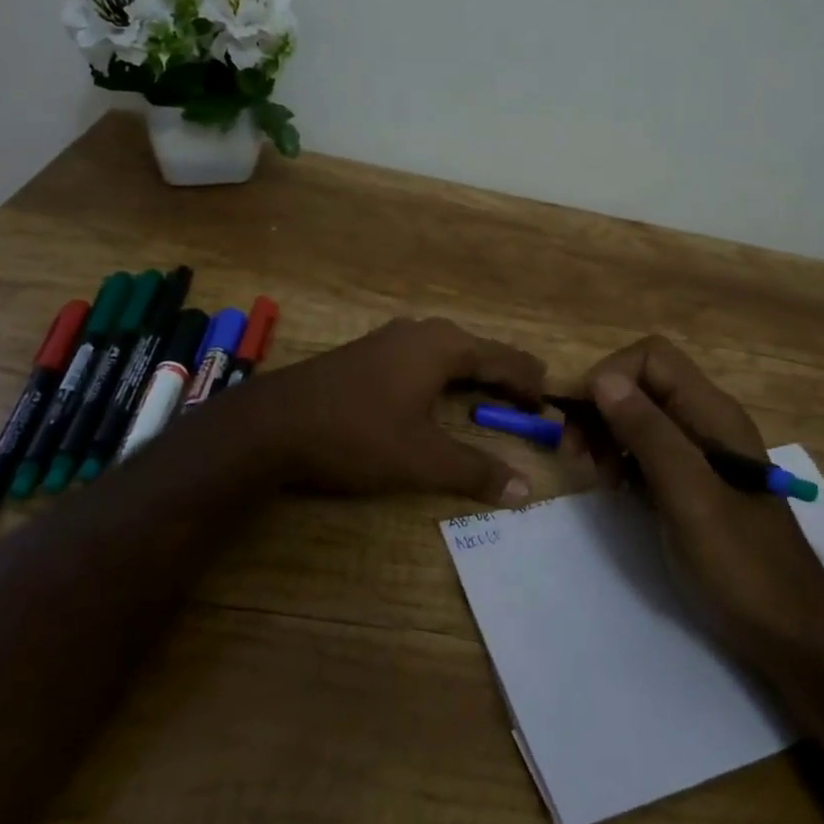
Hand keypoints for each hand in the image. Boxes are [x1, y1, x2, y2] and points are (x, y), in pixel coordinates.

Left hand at [247, 317, 545, 505]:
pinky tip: (439, 391)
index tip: (551, 401)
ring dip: (474, 372)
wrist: (273, 423)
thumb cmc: (356, 434)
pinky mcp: (367, 352)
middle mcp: (421, 332)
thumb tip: (525, 490)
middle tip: (530, 397)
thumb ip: (474, 471)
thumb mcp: (421, 458)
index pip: (502, 359)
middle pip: (477, 350)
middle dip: (505, 374)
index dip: (529, 381)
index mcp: (443, 347)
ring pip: (448, 352)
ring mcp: (390, 339)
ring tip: (494, 392)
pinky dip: (445, 374)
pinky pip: (423, 357)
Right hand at [570, 336, 823, 665]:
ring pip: (638, 415)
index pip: (651, 358)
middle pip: (641, 383)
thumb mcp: (690, 496)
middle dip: (601, 408)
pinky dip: (620, 459)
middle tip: (577, 454)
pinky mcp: (689, 481)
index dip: (609, 376)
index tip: (579, 419)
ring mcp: (699, 452)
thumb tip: (602, 379)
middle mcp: (705, 421)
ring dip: (606, 435)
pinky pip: (645, 449)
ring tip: (598, 477)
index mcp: (712, 413)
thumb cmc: (742, 564)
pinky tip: (615, 488)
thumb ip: (649, 434)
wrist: (789, 631)